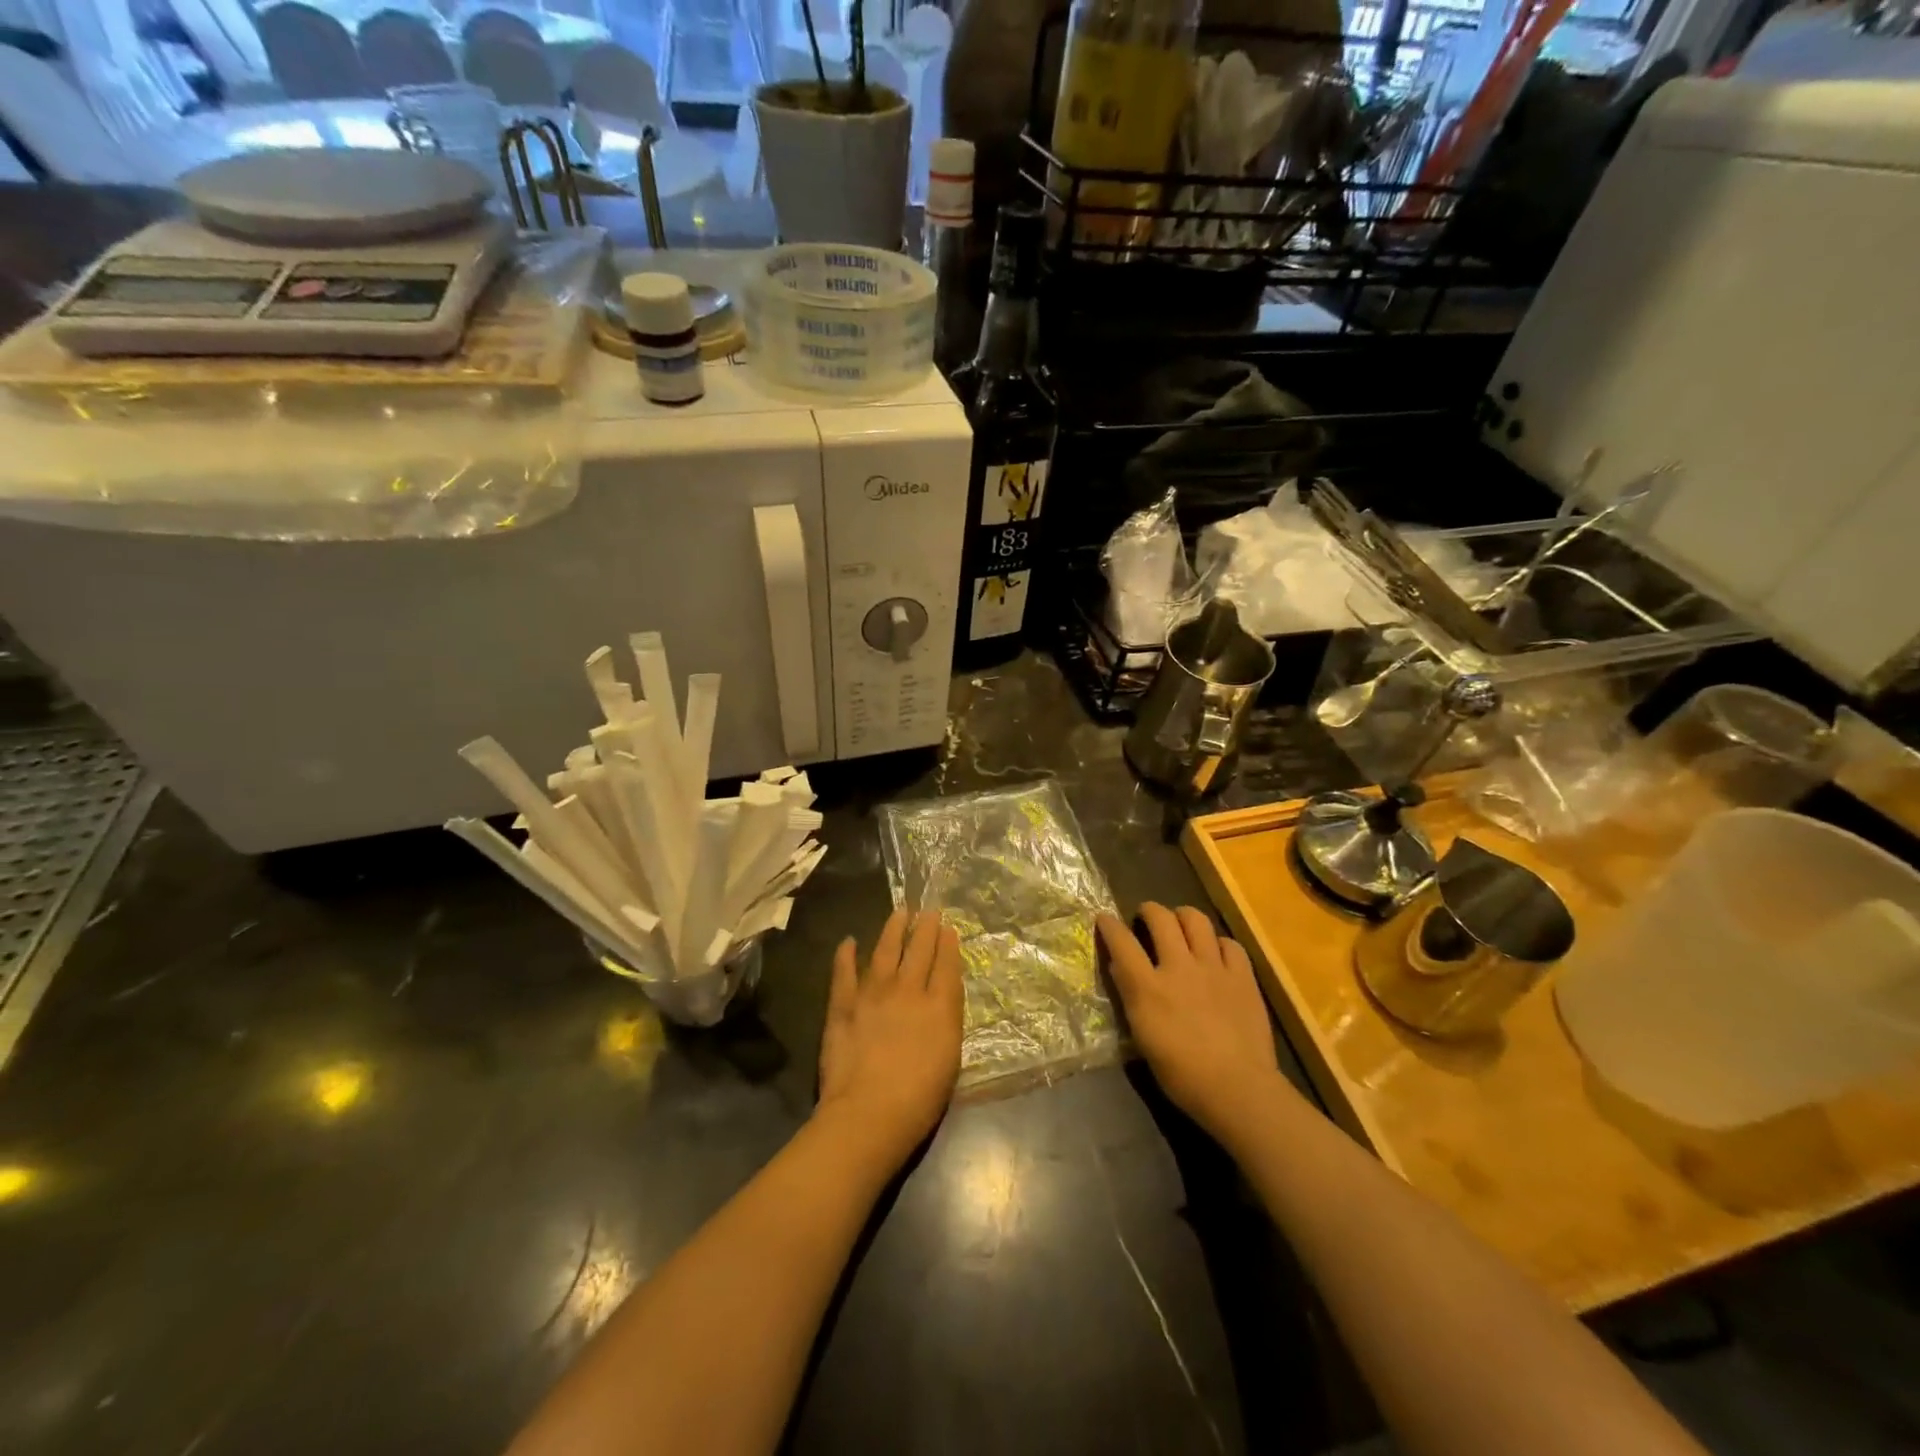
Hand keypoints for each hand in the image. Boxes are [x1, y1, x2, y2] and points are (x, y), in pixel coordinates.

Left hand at [817, 908, 963, 1168]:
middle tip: (929, 911)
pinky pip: (844, 972)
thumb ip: (947, 1020)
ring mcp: (872, 993)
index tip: (948, 927)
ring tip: (899, 912)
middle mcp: (907, 990)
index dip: (948, 944)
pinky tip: (849, 941)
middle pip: (919, 950)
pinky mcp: (843, 1005)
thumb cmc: (919, 1098)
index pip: (946, 965)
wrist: (869, 1112)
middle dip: (926, 928)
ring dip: (893, 929)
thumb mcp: (950, 1058)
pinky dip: (846, 955)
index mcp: (938, 1006)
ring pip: (885, 951)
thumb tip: (943, 994)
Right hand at [1097, 903, 1290, 1146]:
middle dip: (1149, 909)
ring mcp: (1214, 968)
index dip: (1110, 925)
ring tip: (1181, 924)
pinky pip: (1229, 943)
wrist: (1238, 1088)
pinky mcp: (1242, 976)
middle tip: (1146, 916)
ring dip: (1183, 916)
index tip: (1104, 918)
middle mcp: (1179, 967)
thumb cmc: (1182, 1074)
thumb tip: (1121, 967)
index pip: (1122, 942)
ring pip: (1196, 919)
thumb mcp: (1143, 1038)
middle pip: (1160, 918)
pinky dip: (1218, 943)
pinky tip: (1216, 953)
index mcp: (1148, 987)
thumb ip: (1132, 997)